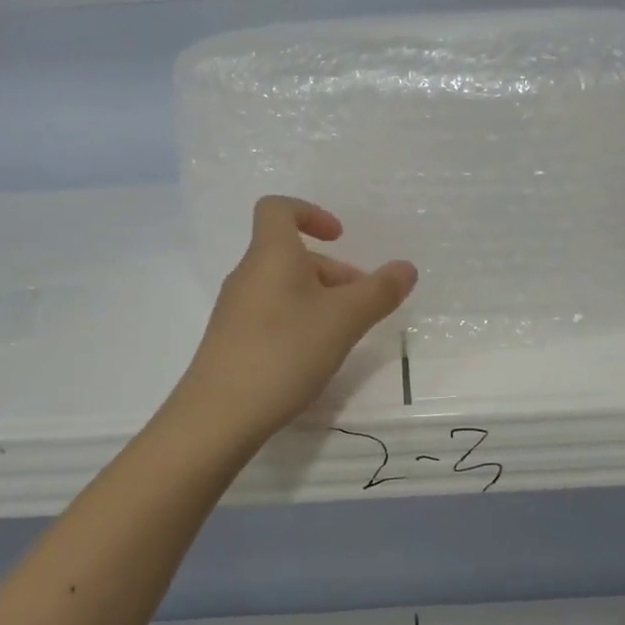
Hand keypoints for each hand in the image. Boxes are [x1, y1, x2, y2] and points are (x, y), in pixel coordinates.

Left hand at [177, 196, 417, 444]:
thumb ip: (379, 291)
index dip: (311, 213)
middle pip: (291, 254)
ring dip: (318, 299)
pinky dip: (297, 322)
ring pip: (283, 287)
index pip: (278, 208)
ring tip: (344, 334)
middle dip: (332, 272)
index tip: (340, 238)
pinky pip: (270, 314)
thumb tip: (406, 267)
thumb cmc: (285, 351)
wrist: (218, 415)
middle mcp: (248, 274)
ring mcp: (235, 309)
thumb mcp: (344, 319)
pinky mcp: (231, 341)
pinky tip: (313, 357)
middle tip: (362, 304)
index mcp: (271, 254)